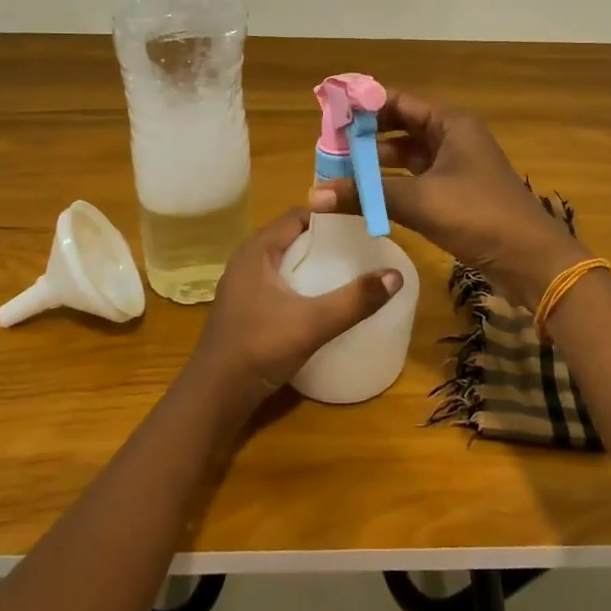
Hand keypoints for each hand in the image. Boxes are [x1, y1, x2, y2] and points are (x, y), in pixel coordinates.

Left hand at [189, 209, 402, 409]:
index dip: (330, 214)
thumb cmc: (259, 348)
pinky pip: (279, 282)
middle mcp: (248, 261)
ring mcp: (244, 286)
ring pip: (286, 261)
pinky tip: (323, 299)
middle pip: (293, 236)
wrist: (214, 396)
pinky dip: (302, 282)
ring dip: (314, 262)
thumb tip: (396, 275)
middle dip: (326, 239)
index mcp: (257, 251)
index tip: (362, 221)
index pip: (298, 215)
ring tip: (350, 269)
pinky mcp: (246, 308)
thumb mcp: (312, 323)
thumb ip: (355, 300)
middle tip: (363, 245)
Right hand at [308, 90, 583, 307]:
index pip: (398, 101)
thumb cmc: (478, 216)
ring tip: (338, 172)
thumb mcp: (419, 201)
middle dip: (366, 137)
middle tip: (328, 147)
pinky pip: (415, 179)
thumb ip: (366, 195)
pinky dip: (391, 184)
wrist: (531, 259)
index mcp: (450, 123)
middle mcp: (453, 137)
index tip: (329, 115)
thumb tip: (313, 195)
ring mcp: (456, 166)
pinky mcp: (456, 193)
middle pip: (400, 126)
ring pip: (407, 155)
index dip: (363, 106)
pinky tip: (365, 195)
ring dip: (376, 163)